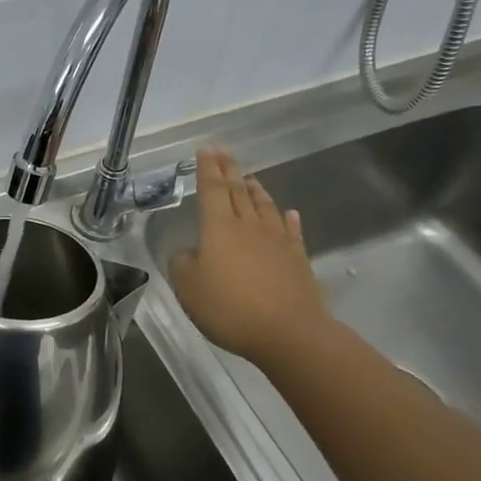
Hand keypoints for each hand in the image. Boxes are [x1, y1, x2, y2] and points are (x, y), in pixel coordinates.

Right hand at [170, 148, 328, 365]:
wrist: (288, 332)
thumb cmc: (229, 308)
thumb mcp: (188, 288)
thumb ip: (182, 265)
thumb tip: (189, 253)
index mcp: (218, 228)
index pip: (211, 190)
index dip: (207, 168)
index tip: (206, 148)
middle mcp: (248, 226)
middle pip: (237, 191)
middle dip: (229, 169)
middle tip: (224, 151)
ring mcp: (277, 241)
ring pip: (264, 206)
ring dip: (255, 190)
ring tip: (250, 177)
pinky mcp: (298, 258)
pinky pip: (291, 231)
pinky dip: (288, 219)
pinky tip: (289, 212)